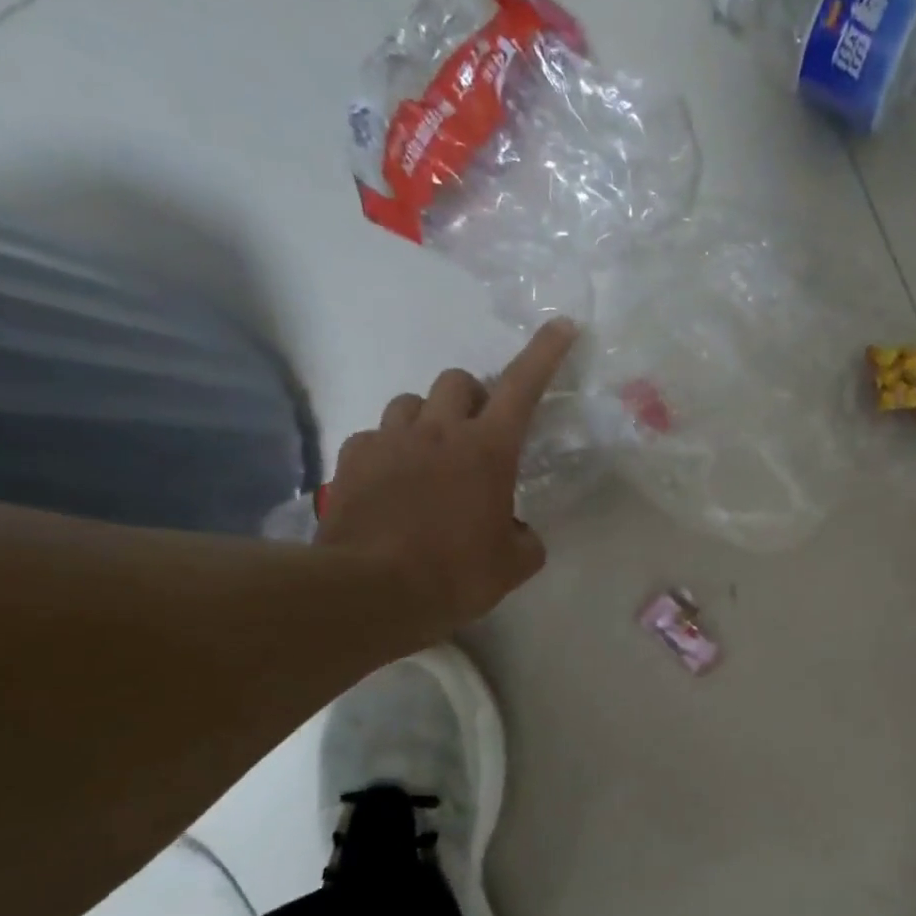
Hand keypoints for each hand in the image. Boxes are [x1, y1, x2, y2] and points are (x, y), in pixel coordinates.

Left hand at [314, 318, 577, 642]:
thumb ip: (525, 538)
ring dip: (429, 420)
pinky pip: (377, 435)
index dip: (545, 352)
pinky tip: (393, 483)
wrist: (372, 591)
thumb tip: (517, 532)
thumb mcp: (513, 565)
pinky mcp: (353, 458)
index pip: (523, 386)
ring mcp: (390, 440)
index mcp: (488, 450)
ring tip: (431, 459)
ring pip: (412, 402)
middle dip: (474, 398)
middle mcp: (439, 431)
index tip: (562, 325)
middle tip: (478, 436)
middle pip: (458, 381)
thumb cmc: (456, 574)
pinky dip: (391, 449)